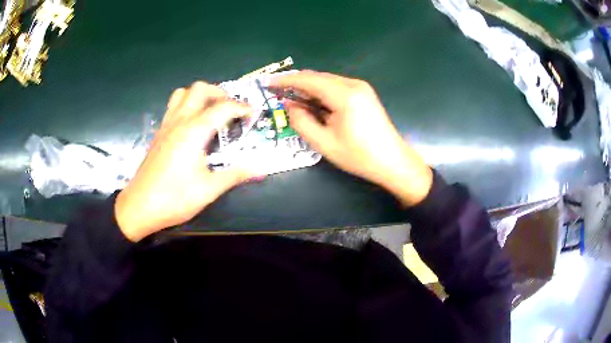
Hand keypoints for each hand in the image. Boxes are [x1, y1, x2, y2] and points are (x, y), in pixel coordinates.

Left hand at [115, 82, 252, 241]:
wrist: (139, 206)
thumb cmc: (174, 198)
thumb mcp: (208, 190)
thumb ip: (236, 174)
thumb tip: (262, 167)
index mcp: (194, 131)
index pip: (223, 107)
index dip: (242, 107)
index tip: (253, 115)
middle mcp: (180, 121)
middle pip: (200, 89)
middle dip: (219, 93)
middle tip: (230, 110)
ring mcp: (166, 125)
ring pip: (183, 93)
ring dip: (200, 96)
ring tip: (211, 111)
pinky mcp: (159, 133)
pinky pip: (173, 106)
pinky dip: (187, 105)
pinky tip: (192, 125)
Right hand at [271, 71, 431, 206]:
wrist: (392, 161)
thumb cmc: (358, 156)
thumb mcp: (323, 143)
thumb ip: (301, 121)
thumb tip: (289, 104)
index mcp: (344, 95)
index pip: (308, 80)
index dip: (286, 80)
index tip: (268, 83)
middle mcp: (353, 84)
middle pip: (318, 77)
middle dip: (297, 84)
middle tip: (279, 93)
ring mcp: (361, 87)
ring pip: (327, 81)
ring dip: (310, 89)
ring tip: (294, 101)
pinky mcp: (364, 93)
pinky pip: (336, 87)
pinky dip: (322, 92)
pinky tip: (315, 104)